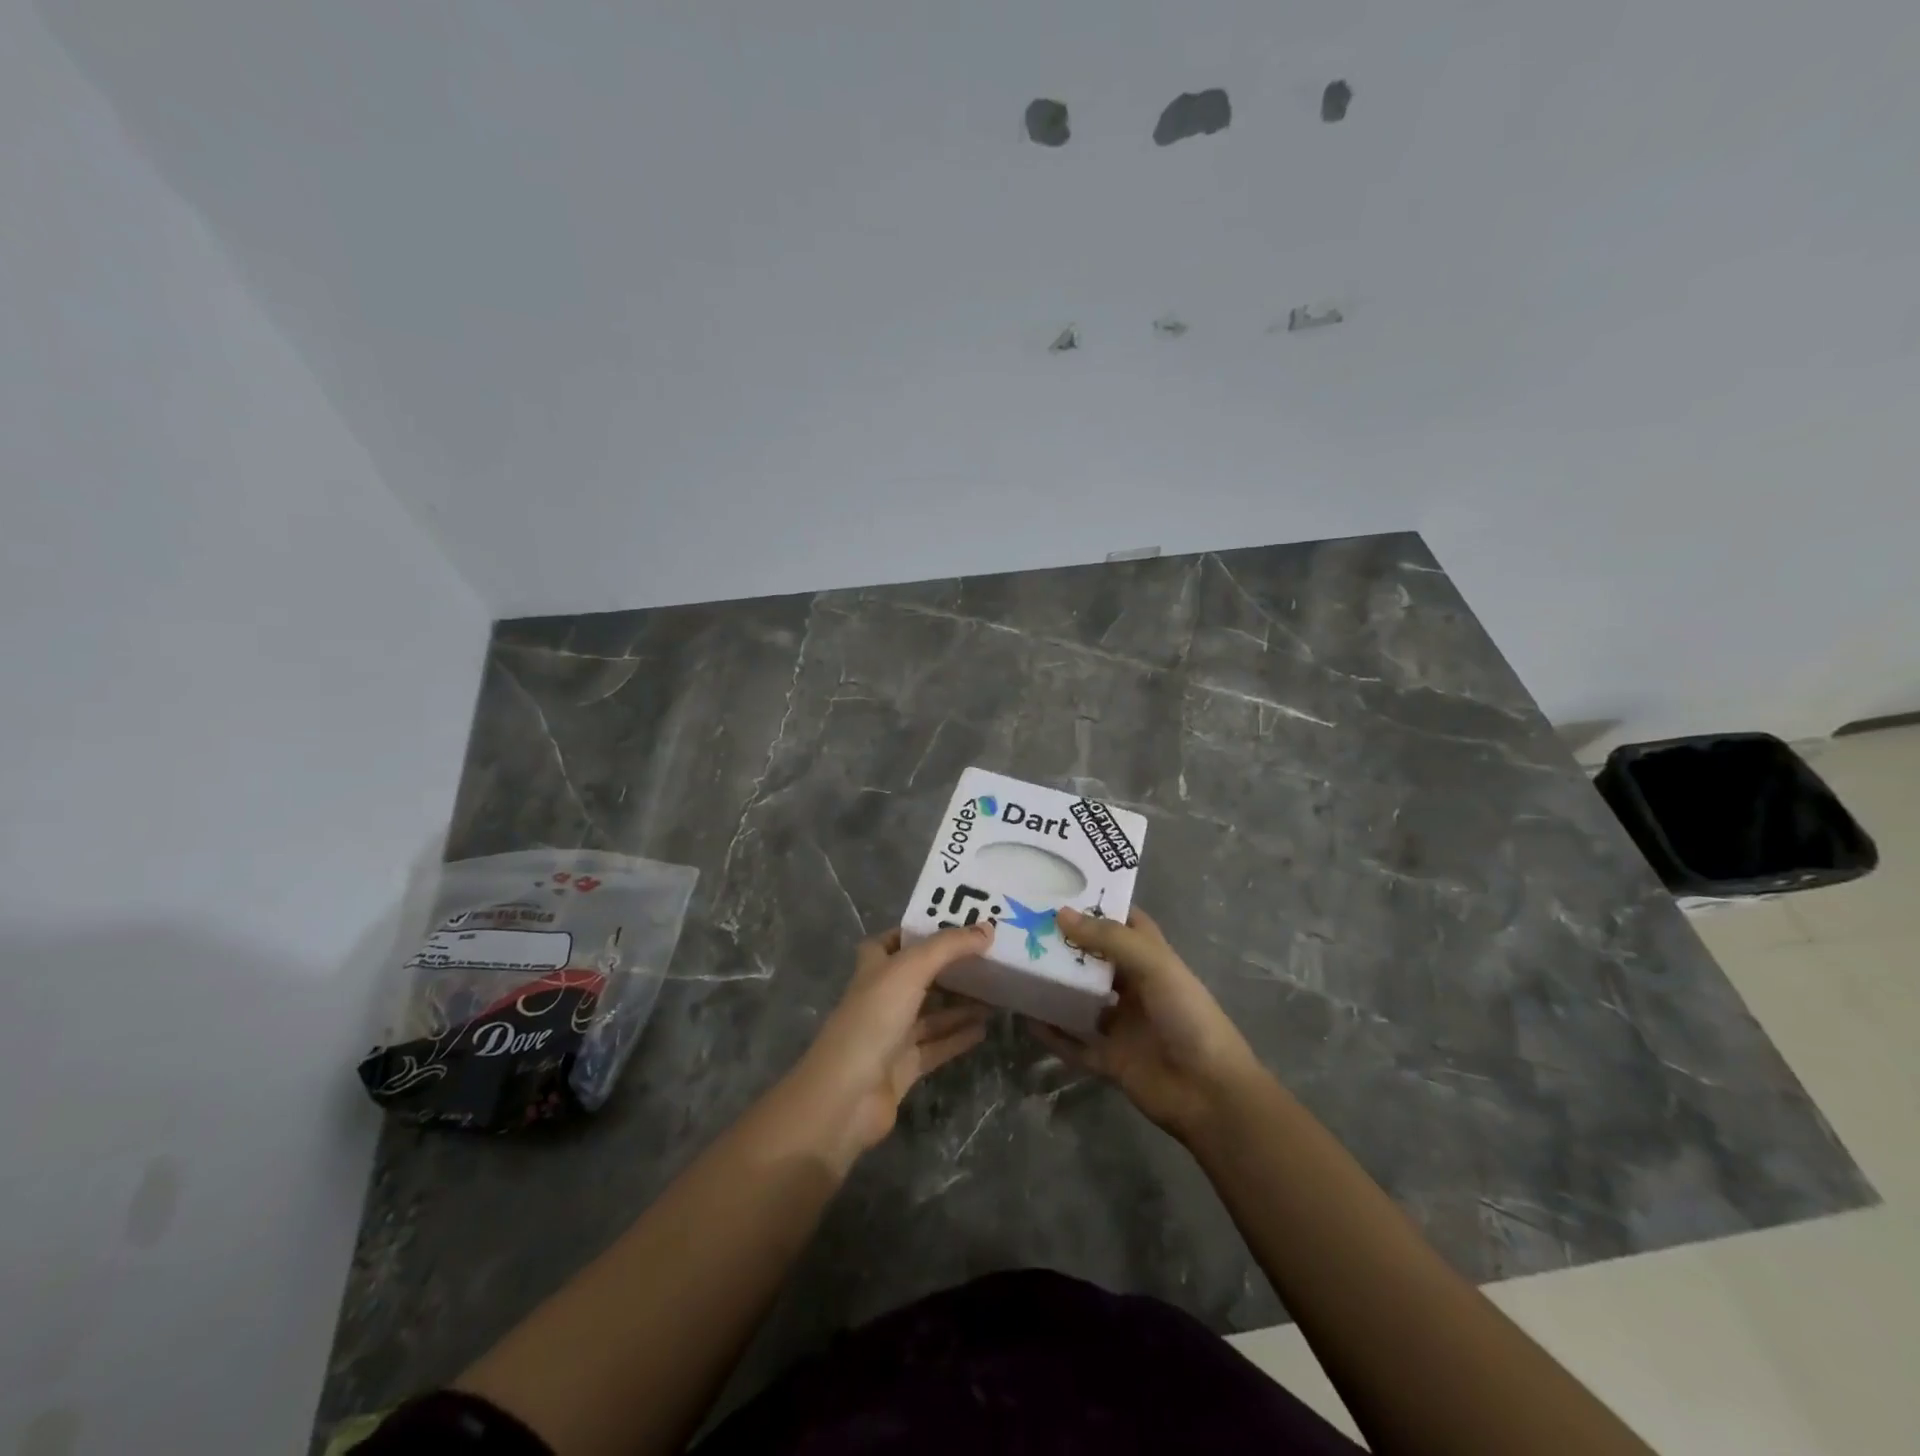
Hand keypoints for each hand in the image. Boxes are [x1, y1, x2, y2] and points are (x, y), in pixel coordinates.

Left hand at [782, 925, 992, 1171]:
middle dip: (949, 968)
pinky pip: (937, 1045)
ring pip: (932, 1013)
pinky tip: (985, 1028)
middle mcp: (882, 997)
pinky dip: (959, 1037)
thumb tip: (987, 928)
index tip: (955, 925)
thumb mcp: (910, 970)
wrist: (847, 1095)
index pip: (893, 941)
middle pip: (919, 977)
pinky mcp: (905, 1066)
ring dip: (960, 1004)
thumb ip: (949, 947)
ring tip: (997, 993)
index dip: (919, 932)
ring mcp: (892, 1034)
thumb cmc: (874, 1019)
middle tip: (987, 957)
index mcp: (874, 968)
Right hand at [1036, 906, 1263, 1139]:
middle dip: (1066, 945)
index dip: (1098, 906)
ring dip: (1056, 987)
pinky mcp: (1110, 1059)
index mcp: (1152, 960)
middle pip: (1096, 960)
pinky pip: (1074, 1043)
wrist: (1210, 1093)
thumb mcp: (1154, 966)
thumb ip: (1109, 939)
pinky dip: (1052, 1034)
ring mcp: (1121, 1025)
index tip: (1060, 890)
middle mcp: (1135, 987)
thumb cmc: (1188, 1016)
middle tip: (1024, 927)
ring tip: (1018, 968)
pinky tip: (1026, 1020)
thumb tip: (1060, 914)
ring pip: (1081, 1000)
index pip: (1125, 923)